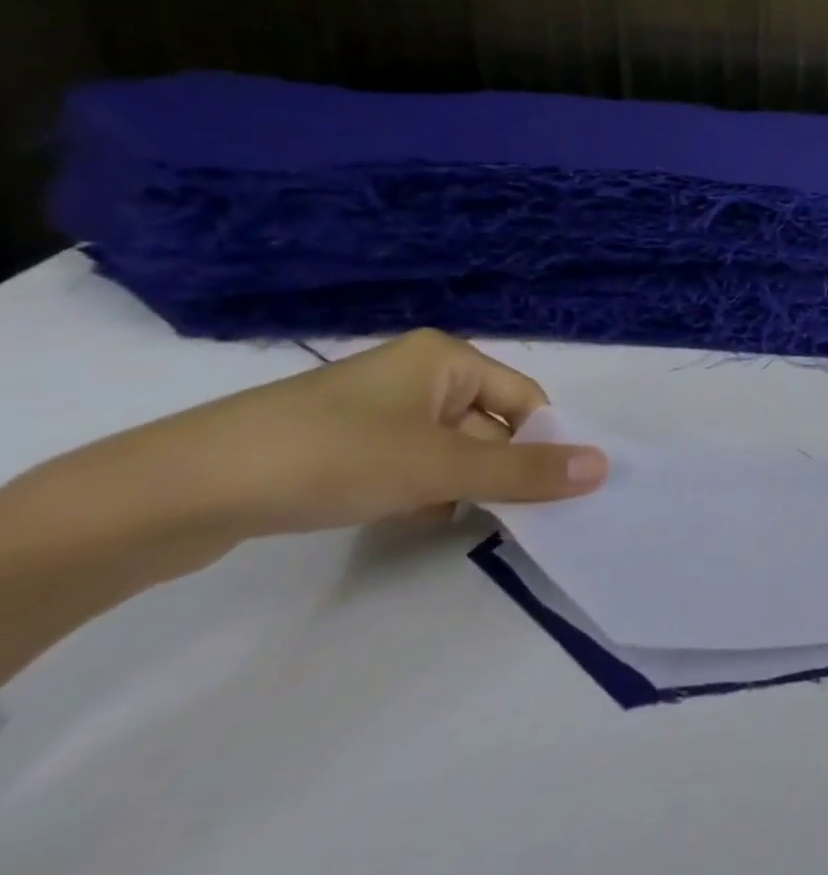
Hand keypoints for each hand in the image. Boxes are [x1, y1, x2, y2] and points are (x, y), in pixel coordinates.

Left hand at [19, 329, 608, 571]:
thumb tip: (604, 467)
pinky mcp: (337, 441)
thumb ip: (526, 471)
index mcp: (446, 357)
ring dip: (453, 483)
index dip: (540, 442)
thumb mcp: (440, 466)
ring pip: (445, 447)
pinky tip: (401, 517)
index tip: (546, 491)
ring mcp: (372, 407)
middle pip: (486, 423)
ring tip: (439, 515)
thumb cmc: (332, 457)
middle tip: (493, 511)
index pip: (525, 397)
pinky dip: (414, 488)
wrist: (176, 491)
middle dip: (491, 468)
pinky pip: (404, 460)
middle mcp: (415, 372)